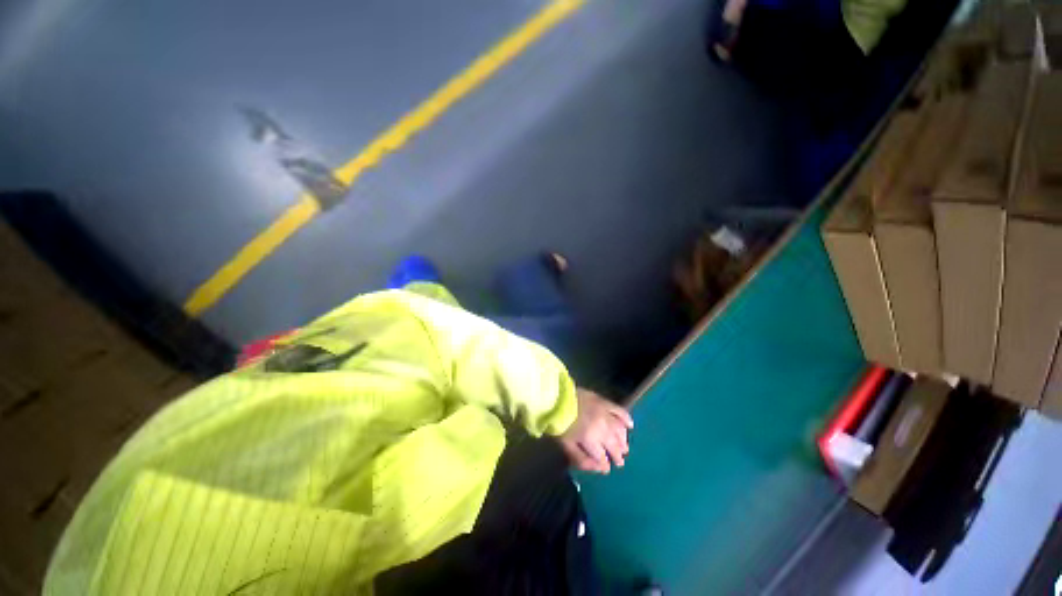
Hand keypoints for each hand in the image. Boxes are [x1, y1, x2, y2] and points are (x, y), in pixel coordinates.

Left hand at [559, 388, 633, 473]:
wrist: (558, 398)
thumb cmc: (560, 423)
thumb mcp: (566, 445)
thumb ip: (581, 459)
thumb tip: (598, 468)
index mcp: (591, 440)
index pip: (602, 457)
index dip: (605, 465)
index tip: (606, 469)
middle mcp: (602, 428)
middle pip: (614, 445)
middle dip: (617, 455)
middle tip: (620, 462)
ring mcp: (605, 414)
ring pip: (619, 430)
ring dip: (623, 440)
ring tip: (624, 448)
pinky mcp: (604, 402)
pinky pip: (620, 411)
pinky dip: (626, 418)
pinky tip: (630, 425)